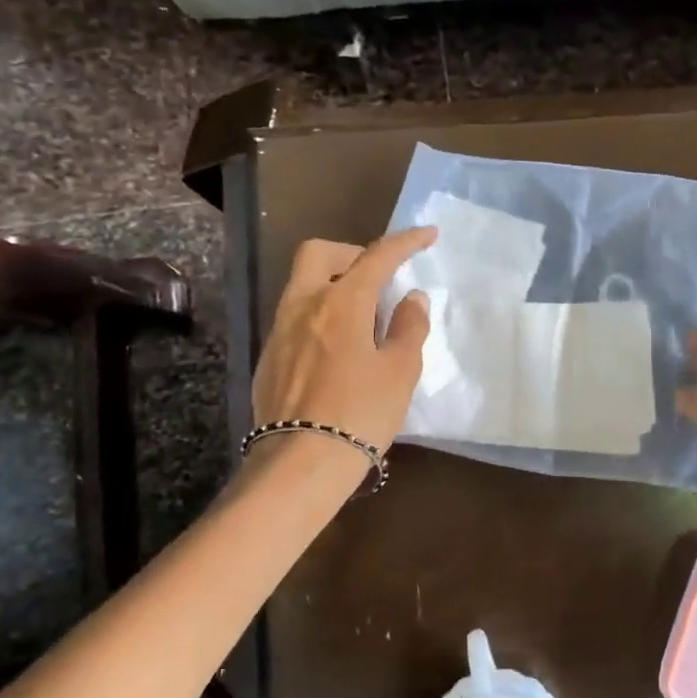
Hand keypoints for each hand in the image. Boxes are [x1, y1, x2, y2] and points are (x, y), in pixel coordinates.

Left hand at [250, 227, 436, 458]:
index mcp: (341, 302)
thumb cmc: (361, 413)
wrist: (302, 462)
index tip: (427, 235)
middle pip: (320, 253)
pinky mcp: (269, 357)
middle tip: (378, 276)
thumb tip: (411, 297)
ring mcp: (279, 331)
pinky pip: (295, 316)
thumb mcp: (400, 371)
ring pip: (303, 284)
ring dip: (334, 283)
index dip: (405, 242)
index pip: (377, 256)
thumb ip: (409, 327)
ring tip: (363, 315)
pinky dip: (319, 314)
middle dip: (352, 253)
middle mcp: (303, 305)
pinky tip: (337, 348)